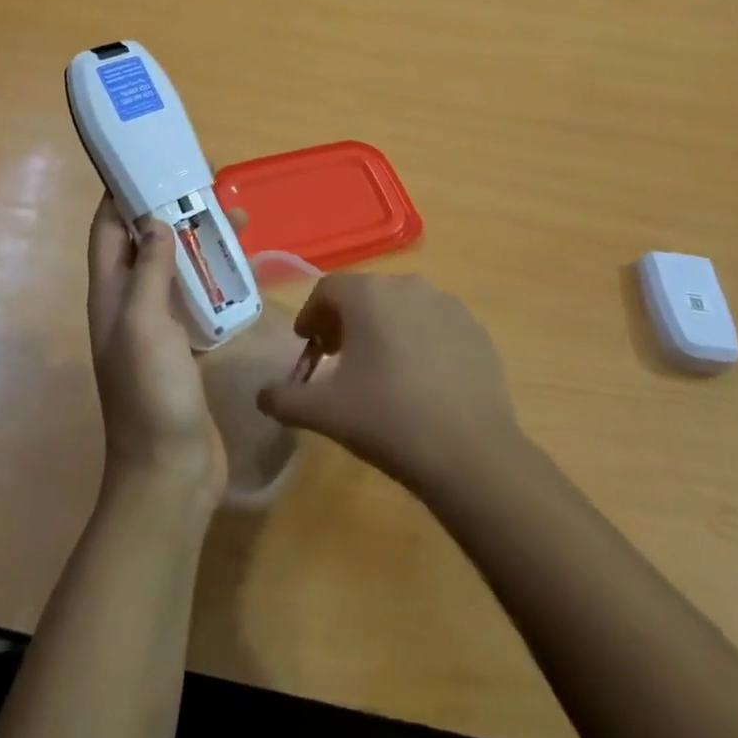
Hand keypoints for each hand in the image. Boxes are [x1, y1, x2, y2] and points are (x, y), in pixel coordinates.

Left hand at [85, 195, 226, 504]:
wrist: (170, 471)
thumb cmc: (151, 393)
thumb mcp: (144, 325)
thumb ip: (149, 271)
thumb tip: (154, 221)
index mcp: (111, 295)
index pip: (107, 231)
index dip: (120, 196)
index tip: (148, 163)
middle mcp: (129, 306)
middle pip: (145, 245)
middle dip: (170, 212)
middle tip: (207, 185)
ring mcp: (157, 328)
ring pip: (175, 271)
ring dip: (198, 244)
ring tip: (237, 219)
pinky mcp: (184, 348)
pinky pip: (197, 301)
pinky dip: (215, 280)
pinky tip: (242, 271)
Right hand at [257, 274, 523, 495]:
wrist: (470, 452)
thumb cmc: (388, 421)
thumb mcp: (325, 413)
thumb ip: (285, 399)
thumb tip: (263, 396)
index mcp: (368, 295)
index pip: (327, 289)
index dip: (311, 315)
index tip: (307, 346)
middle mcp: (407, 285)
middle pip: (365, 294)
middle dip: (346, 321)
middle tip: (337, 358)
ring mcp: (447, 304)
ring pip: (402, 306)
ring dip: (383, 327)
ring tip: (379, 369)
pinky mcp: (474, 328)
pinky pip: (435, 324)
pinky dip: (419, 339)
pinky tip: (420, 380)